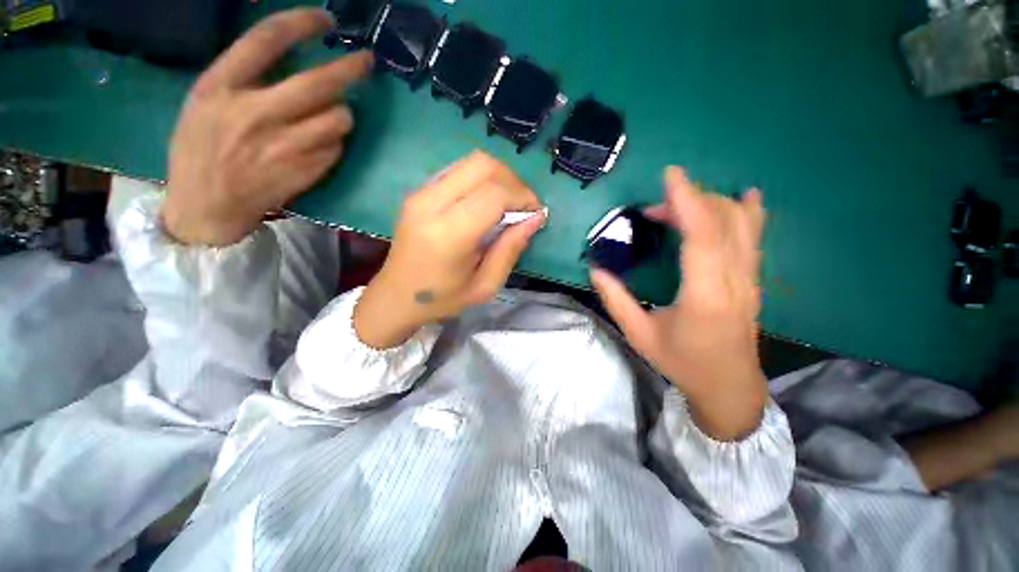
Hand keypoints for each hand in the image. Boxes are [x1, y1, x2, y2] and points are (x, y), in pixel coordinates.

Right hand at [161, 8, 372, 245]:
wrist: (207, 204)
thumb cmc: (199, 151)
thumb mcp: (204, 104)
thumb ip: (240, 80)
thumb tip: (287, 60)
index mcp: (220, 87)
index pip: (265, 40)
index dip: (301, 23)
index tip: (326, 19)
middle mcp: (254, 112)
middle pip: (316, 82)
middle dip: (349, 68)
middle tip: (367, 60)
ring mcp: (282, 146)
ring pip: (337, 119)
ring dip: (344, 113)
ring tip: (336, 115)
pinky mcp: (303, 171)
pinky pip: (336, 148)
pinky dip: (336, 142)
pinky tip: (324, 143)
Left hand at [354, 152, 545, 348]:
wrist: (396, 296)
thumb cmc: (442, 298)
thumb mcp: (485, 285)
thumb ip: (510, 249)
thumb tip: (536, 218)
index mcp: (448, 233)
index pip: (494, 194)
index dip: (523, 197)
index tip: (536, 213)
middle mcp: (431, 203)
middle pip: (483, 165)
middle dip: (513, 181)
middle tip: (524, 206)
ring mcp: (421, 192)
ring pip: (471, 161)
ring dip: (499, 176)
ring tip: (509, 203)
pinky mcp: (418, 190)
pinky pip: (458, 169)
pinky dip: (481, 178)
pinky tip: (487, 201)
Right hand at [591, 167, 767, 440]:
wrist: (729, 386)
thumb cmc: (681, 362)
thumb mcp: (639, 334)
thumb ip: (616, 299)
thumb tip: (596, 271)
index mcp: (704, 295)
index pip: (701, 236)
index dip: (687, 201)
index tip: (670, 175)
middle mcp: (733, 280)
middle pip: (721, 222)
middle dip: (687, 203)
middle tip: (653, 209)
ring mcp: (749, 279)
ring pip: (741, 225)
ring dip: (710, 205)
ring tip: (681, 204)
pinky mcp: (753, 280)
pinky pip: (755, 238)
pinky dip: (749, 212)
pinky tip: (747, 196)